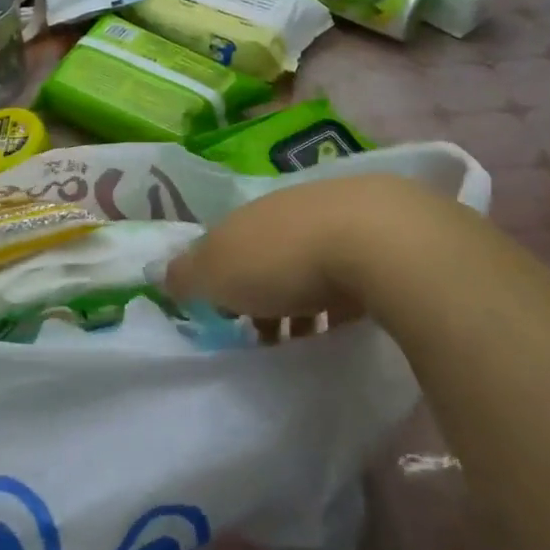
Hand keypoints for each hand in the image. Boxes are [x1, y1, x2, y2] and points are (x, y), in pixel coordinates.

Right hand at [165, 174, 453, 321]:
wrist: (379, 241)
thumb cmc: (284, 259)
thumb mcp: (217, 272)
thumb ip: (187, 275)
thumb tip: (164, 275)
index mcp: (249, 213)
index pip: (224, 243)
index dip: (218, 279)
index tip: (224, 317)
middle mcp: (290, 207)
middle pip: (267, 251)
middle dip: (263, 292)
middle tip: (265, 336)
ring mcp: (339, 216)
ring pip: (310, 261)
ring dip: (304, 300)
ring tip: (308, 342)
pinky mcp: (384, 236)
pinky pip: (351, 273)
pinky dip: (343, 299)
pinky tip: (347, 326)